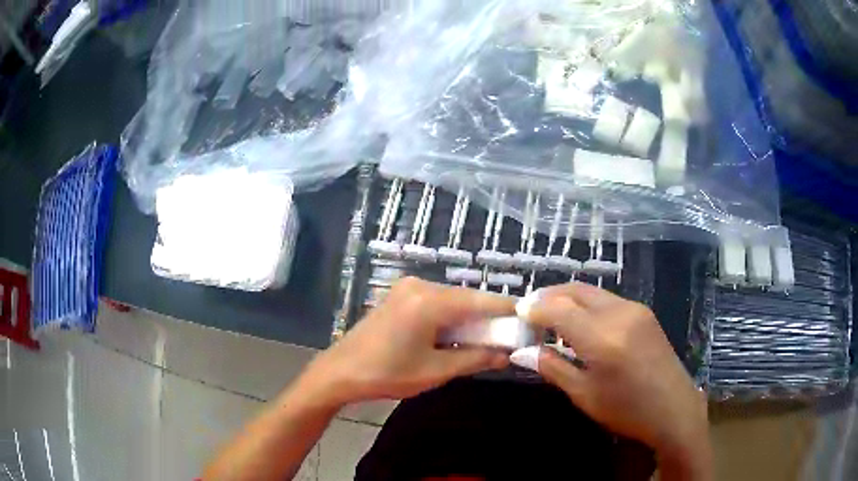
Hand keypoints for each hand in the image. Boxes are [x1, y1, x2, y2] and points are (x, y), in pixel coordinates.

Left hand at [301, 277, 512, 406]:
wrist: (340, 372)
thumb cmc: (386, 374)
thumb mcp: (436, 370)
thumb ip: (475, 359)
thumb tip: (507, 355)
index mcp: (429, 301)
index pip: (481, 301)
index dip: (509, 311)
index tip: (530, 321)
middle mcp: (420, 285)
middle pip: (467, 298)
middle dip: (490, 318)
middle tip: (510, 337)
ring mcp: (407, 288)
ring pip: (453, 300)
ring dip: (471, 318)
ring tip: (489, 339)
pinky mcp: (400, 296)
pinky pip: (436, 303)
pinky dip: (452, 317)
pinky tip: (460, 334)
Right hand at [511, 283, 710, 478]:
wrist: (674, 408)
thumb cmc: (626, 410)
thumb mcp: (584, 395)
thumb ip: (552, 368)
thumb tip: (522, 351)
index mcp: (602, 338)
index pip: (557, 309)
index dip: (533, 309)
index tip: (517, 315)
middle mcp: (619, 313)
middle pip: (575, 290)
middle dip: (548, 296)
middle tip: (530, 313)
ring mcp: (635, 309)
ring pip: (592, 292)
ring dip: (568, 299)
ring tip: (552, 319)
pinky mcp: (643, 312)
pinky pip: (607, 299)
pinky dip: (587, 305)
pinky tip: (581, 324)